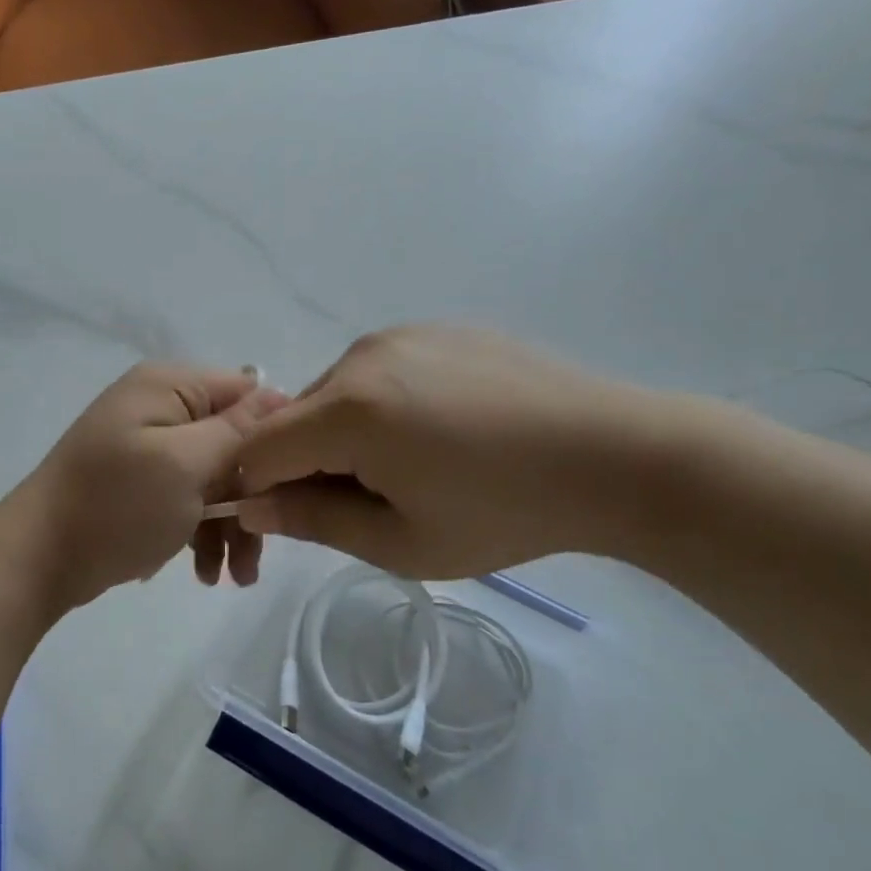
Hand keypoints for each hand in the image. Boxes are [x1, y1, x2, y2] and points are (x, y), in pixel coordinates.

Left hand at [15, 363, 284, 611]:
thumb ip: (237, 430)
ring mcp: (148, 447)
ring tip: (234, 579)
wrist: (38, 559)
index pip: (246, 392)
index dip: (274, 436)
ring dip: (230, 524)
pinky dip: (201, 532)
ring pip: (214, 477)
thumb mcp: (185, 464)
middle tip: (257, 551)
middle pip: (233, 442)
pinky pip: (188, 498)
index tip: (289, 485)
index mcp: (169, 386)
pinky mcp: (141, 483)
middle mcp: (160, 407)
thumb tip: (279, 397)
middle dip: (250, 497)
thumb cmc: (117, 505)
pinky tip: (202, 572)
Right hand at [234, 325, 664, 577]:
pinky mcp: (435, 329)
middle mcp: (362, 356)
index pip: (259, 449)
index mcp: (349, 410)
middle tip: (369, 504)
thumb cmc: (506, 512)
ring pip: (336, 394)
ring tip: (415, 467)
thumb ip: (313, 522)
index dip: (260, 490)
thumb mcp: (402, 541)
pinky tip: (443, 432)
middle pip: (296, 418)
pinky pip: (378, 373)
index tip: (296, 522)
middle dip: (308, 464)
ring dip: (345, 435)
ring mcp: (401, 335)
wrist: (619, 454)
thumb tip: (251, 505)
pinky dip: (382, 407)